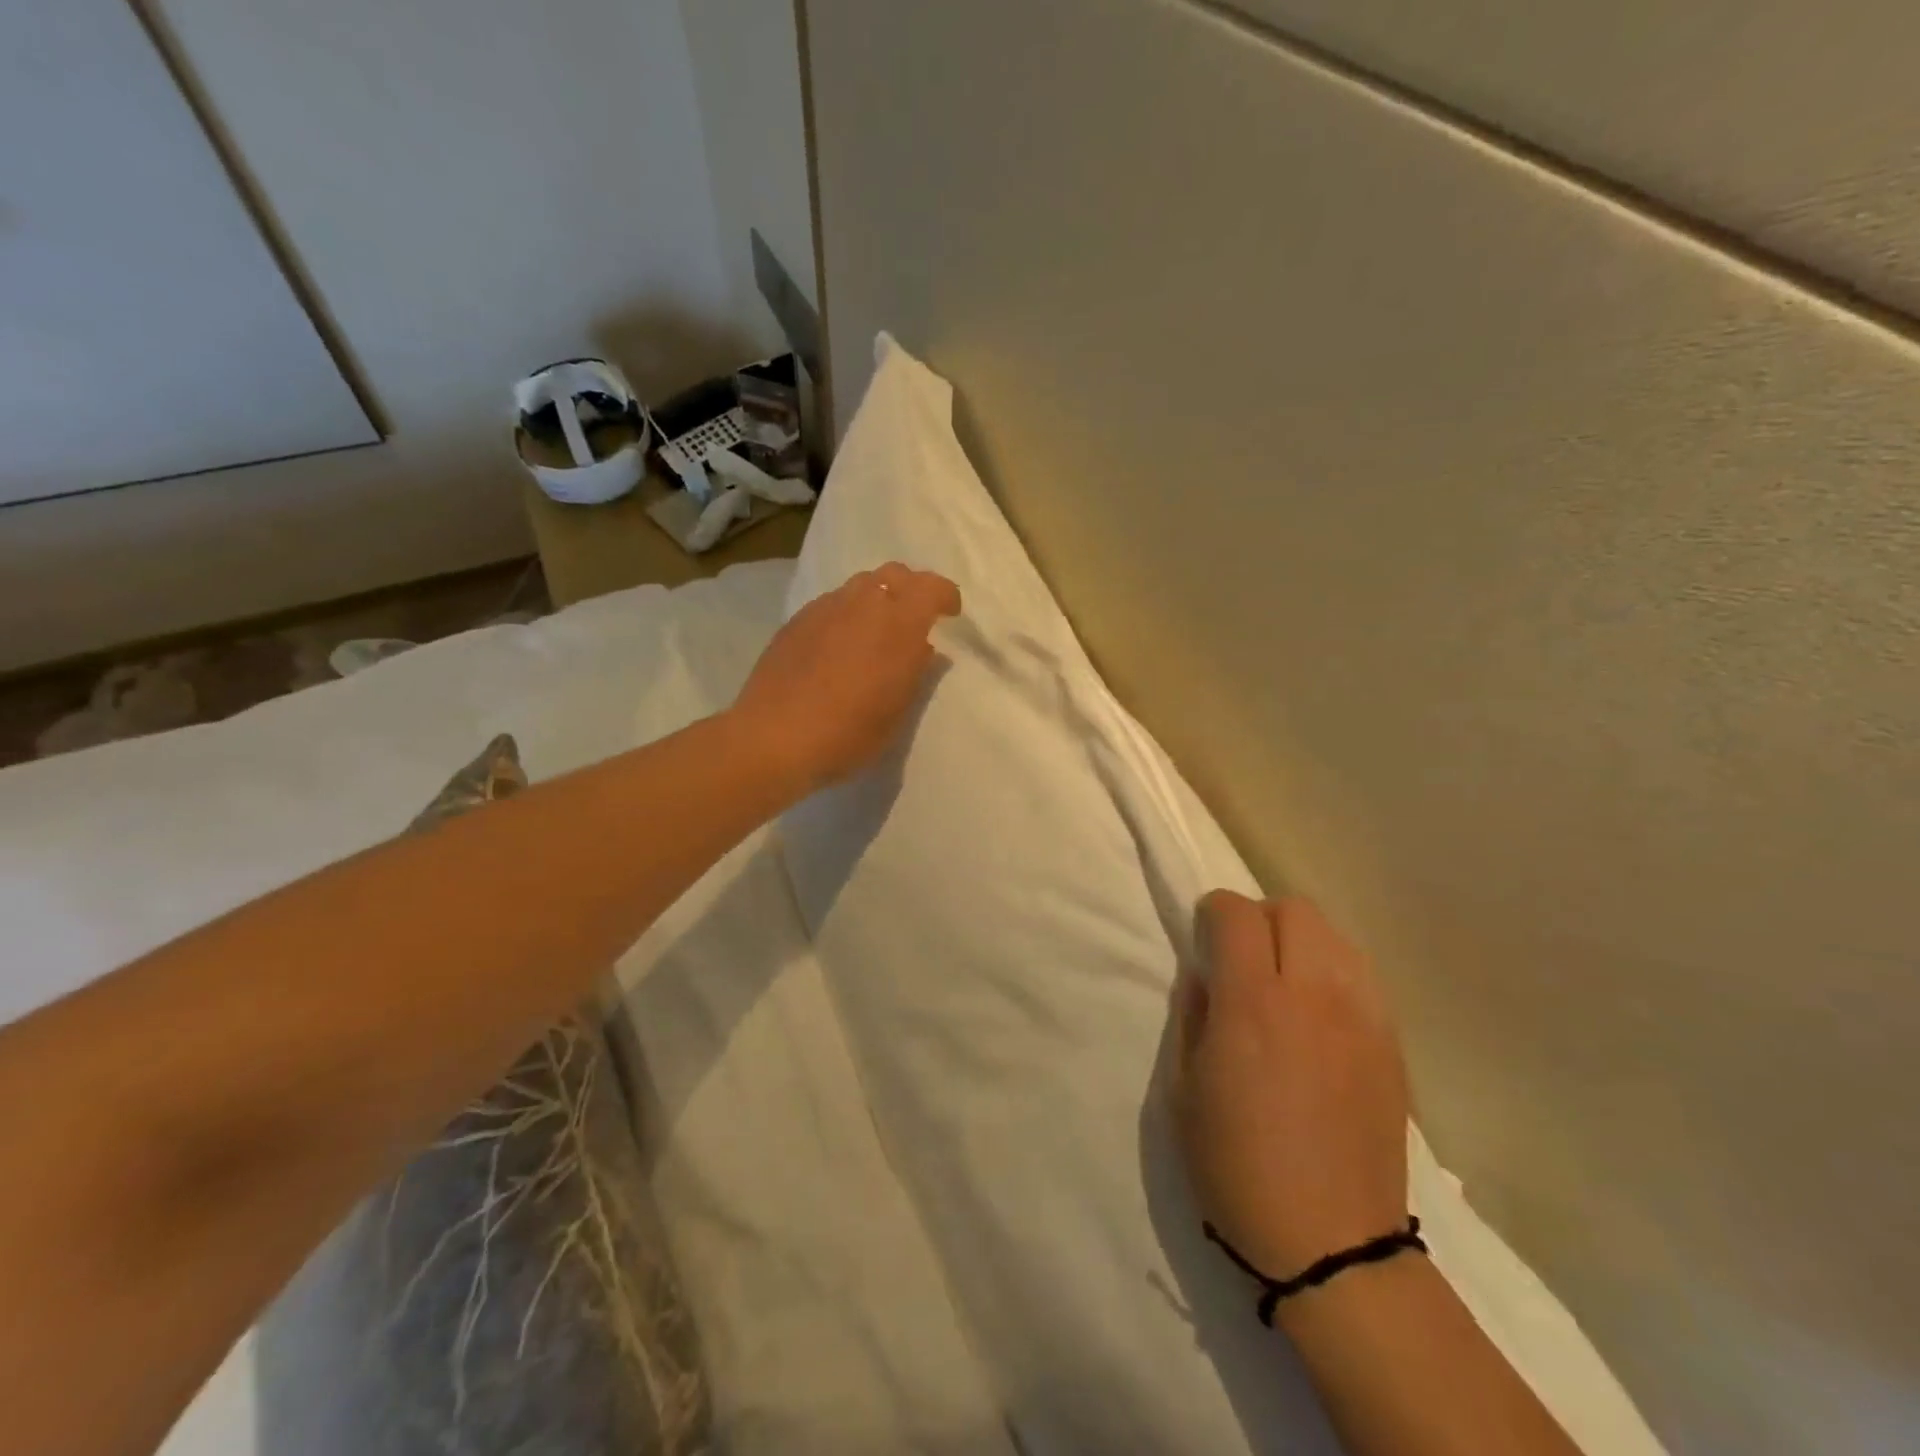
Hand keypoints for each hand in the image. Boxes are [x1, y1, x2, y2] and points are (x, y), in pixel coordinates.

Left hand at [732, 562, 961, 790]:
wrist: (774, 737)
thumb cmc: (849, 732)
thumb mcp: (897, 711)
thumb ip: (915, 672)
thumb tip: (922, 648)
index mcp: (899, 623)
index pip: (931, 587)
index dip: (945, 596)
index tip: (949, 614)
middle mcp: (863, 603)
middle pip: (895, 574)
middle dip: (911, 589)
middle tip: (913, 619)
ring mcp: (826, 608)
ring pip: (860, 585)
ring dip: (876, 599)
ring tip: (874, 631)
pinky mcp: (797, 620)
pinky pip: (832, 604)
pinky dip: (846, 614)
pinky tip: (839, 645)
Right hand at [1172, 892, 1409, 1279]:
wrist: (1331, 1242)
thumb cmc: (1236, 1166)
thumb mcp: (1183, 1089)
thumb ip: (1191, 1014)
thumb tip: (1206, 976)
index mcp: (1252, 1004)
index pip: (1236, 913)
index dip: (1213, 912)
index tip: (1204, 937)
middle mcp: (1312, 994)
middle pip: (1294, 909)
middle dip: (1260, 917)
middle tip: (1243, 957)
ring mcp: (1361, 1017)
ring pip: (1335, 936)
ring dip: (1301, 941)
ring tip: (1284, 982)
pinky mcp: (1391, 1043)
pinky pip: (1362, 976)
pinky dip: (1334, 973)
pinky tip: (1320, 1013)